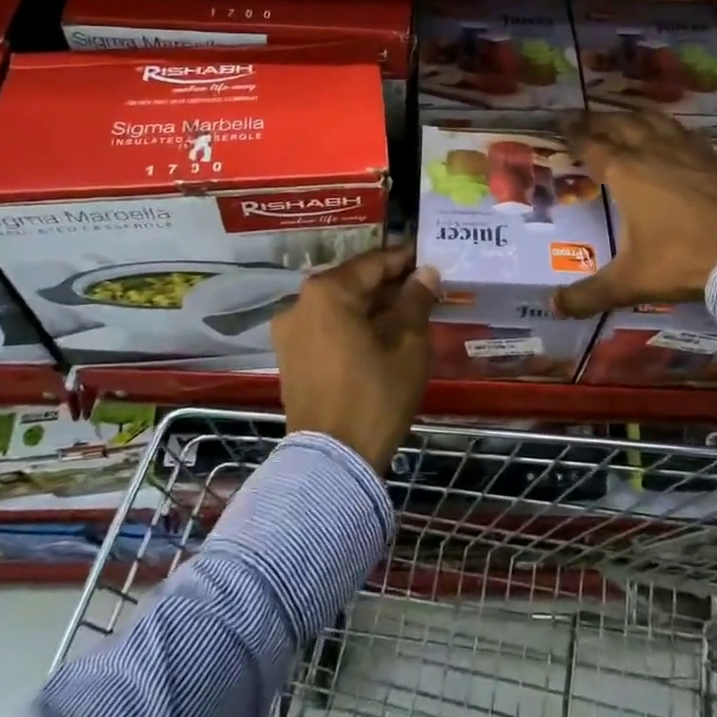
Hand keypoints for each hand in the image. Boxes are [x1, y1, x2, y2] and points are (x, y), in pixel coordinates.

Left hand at [272, 244, 438, 473]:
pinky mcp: (289, 356)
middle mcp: (299, 303)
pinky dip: (351, 325)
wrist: (333, 460)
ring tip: (407, 313)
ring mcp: (289, 331)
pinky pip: (325, 327)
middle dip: (387, 285)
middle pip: (352, 283)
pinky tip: (380, 336)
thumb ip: (416, 301)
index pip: (373, 263)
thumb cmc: (376, 395)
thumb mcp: (408, 345)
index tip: (427, 256)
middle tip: (423, 287)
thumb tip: (425, 272)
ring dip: (370, 307)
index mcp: (327, 292)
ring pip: (338, 306)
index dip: (403, 259)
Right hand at [553, 110, 716, 318]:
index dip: (575, 132)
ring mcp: (689, 151)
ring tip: (624, 117)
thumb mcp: (632, 282)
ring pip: (655, 121)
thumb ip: (590, 294)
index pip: (592, 145)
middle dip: (599, 119)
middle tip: (584, 116)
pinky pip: (685, 133)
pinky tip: (673, 136)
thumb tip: (555, 307)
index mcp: (626, 174)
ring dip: (634, 116)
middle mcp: (654, 152)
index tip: (562, 121)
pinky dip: (669, 128)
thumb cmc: (684, 261)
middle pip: (621, 124)